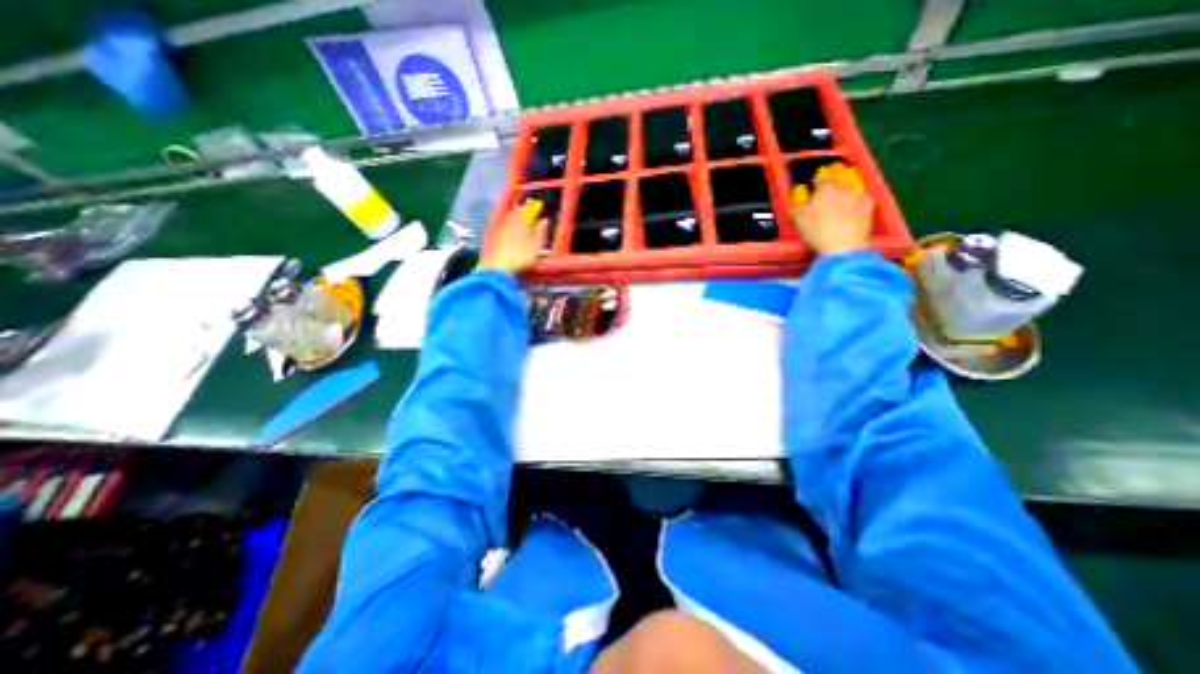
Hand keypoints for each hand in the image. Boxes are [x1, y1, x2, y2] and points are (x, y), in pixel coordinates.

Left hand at [478, 201, 552, 275]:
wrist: (498, 267)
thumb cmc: (522, 255)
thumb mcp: (536, 245)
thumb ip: (541, 231)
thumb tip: (545, 220)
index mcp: (522, 220)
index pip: (530, 210)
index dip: (535, 208)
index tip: (540, 206)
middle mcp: (510, 221)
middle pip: (517, 212)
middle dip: (523, 210)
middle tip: (529, 211)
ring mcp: (500, 229)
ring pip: (509, 219)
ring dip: (515, 218)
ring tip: (521, 220)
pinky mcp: (494, 239)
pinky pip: (504, 227)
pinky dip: (509, 227)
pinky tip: (510, 232)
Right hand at [794, 164, 877, 255]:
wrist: (843, 246)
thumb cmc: (816, 231)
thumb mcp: (798, 218)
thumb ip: (798, 203)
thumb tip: (800, 195)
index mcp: (824, 187)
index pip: (819, 178)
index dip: (814, 183)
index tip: (812, 189)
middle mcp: (844, 186)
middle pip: (838, 178)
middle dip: (832, 183)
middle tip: (826, 193)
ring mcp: (859, 193)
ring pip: (852, 185)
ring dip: (846, 189)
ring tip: (840, 198)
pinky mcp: (870, 204)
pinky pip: (862, 196)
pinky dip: (857, 199)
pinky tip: (853, 207)